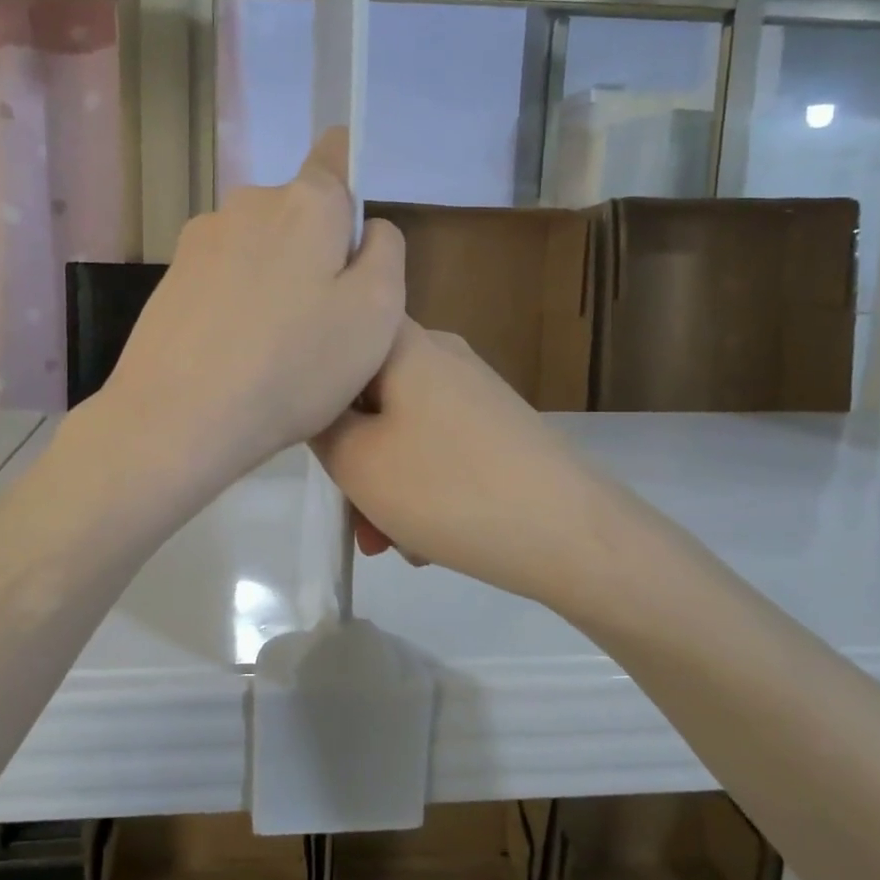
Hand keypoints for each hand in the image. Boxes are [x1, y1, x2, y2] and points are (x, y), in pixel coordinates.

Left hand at [100, 128, 403, 485]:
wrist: (176, 418)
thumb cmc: (292, 366)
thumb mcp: (377, 313)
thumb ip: (385, 253)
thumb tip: (365, 230)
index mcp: (306, 201)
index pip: (337, 154)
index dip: (352, 185)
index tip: (352, 241)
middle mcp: (248, 203)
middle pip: (299, 212)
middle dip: (317, 252)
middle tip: (323, 322)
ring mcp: (201, 239)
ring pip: (260, 247)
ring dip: (275, 279)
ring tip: (274, 347)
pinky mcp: (171, 277)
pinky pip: (224, 277)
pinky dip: (238, 302)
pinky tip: (235, 352)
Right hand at [312, 321, 619, 612]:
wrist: (573, 536)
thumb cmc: (448, 489)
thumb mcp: (356, 461)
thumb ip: (318, 425)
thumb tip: (317, 406)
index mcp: (405, 344)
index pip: (340, 335)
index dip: (313, 380)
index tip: (306, 431)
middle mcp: (442, 355)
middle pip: (369, 395)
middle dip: (352, 459)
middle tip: (352, 516)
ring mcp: (475, 392)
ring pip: (402, 432)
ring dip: (385, 486)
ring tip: (391, 544)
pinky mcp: (498, 429)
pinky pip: (438, 450)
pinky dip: (423, 489)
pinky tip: (427, 542)